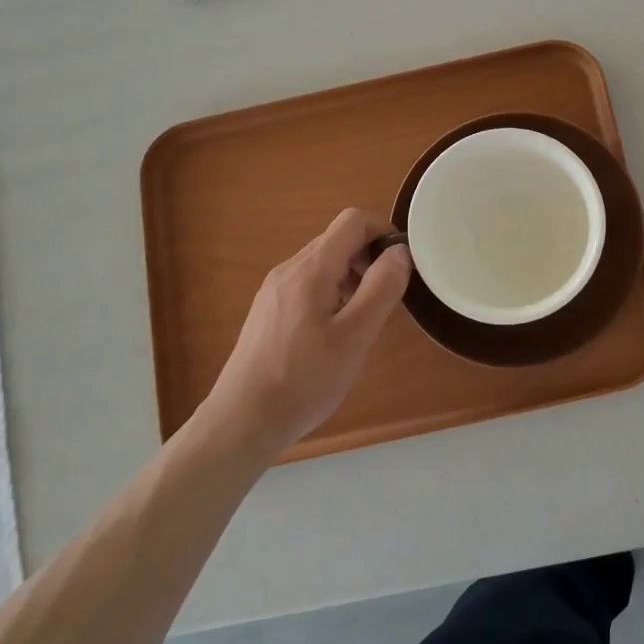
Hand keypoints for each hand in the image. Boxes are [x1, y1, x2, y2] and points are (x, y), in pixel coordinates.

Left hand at [201, 209, 411, 456]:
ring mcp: (274, 290)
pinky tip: (334, 335)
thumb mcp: (356, 337)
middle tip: (385, 299)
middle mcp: (288, 270)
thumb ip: (381, 288)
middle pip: (338, 240)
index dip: (383, 231)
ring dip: (352, 278)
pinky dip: (332, 294)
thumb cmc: (304, 380)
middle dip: (369, 258)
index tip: (401, 264)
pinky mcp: (268, 311)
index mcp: (310, 269)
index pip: (352, 221)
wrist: (242, 422)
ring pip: (323, 264)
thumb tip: (400, 250)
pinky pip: (308, 285)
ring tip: (362, 321)